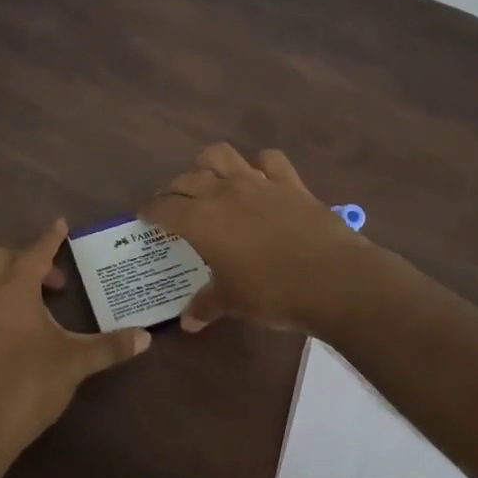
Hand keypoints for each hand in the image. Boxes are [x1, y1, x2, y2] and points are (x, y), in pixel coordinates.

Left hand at [0, 218, 151, 466]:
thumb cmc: (28, 384)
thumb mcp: (75, 363)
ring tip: (37, 304)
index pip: (35, 252)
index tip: (61, 224)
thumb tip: (146, 337)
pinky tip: (16, 330)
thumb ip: (109, 346)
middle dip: (28, 260)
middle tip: (57, 282)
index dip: (50, 238)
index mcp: (13, 289)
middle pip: (2, 259)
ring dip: (8, 281)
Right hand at [141, 144, 373, 332]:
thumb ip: (206, 305)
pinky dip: (260, 164)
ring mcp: (258, 183)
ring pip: (221, 155)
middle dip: (174, 190)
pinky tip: (260, 178)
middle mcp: (223, 193)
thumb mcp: (233, 303)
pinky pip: (270, 159)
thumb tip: (187, 322)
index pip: (163, 207)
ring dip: (208, 164)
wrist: (333, 280)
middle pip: (187, 179)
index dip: (150, 211)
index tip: (144, 217)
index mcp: (200, 220)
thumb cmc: (272, 293)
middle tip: (175, 207)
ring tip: (210, 182)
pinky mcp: (290, 183)